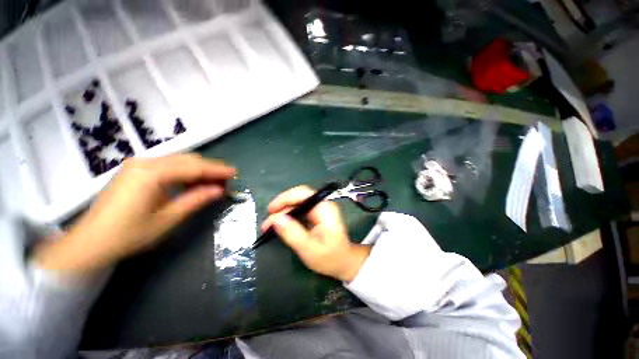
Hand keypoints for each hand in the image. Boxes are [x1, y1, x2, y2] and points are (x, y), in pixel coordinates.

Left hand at [34, 154, 235, 273]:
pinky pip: (168, 165)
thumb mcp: (167, 219)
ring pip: (178, 160)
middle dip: (210, 168)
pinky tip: (191, 183)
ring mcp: (138, 164)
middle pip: (187, 159)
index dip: (217, 169)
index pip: (193, 167)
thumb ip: (195, 200)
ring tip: (212, 183)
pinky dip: (184, 172)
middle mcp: (145, 162)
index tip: (235, 172)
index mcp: (151, 173)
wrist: (89, 242)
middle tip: (225, 181)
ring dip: (198, 170)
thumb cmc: (128, 234)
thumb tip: (219, 190)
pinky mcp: (135, 170)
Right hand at [262, 186, 369, 281]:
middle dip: (282, 206)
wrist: (344, 262)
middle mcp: (323, 204)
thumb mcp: (309, 250)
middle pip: (299, 197)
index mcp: (324, 209)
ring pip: (298, 203)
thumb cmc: (330, 258)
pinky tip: (281, 224)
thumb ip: (293, 233)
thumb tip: (276, 219)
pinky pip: (301, 209)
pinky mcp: (317, 214)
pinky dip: (289, 215)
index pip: (303, 194)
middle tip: (267, 222)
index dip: (285, 198)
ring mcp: (320, 208)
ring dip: (283, 212)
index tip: (270, 210)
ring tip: (270, 225)